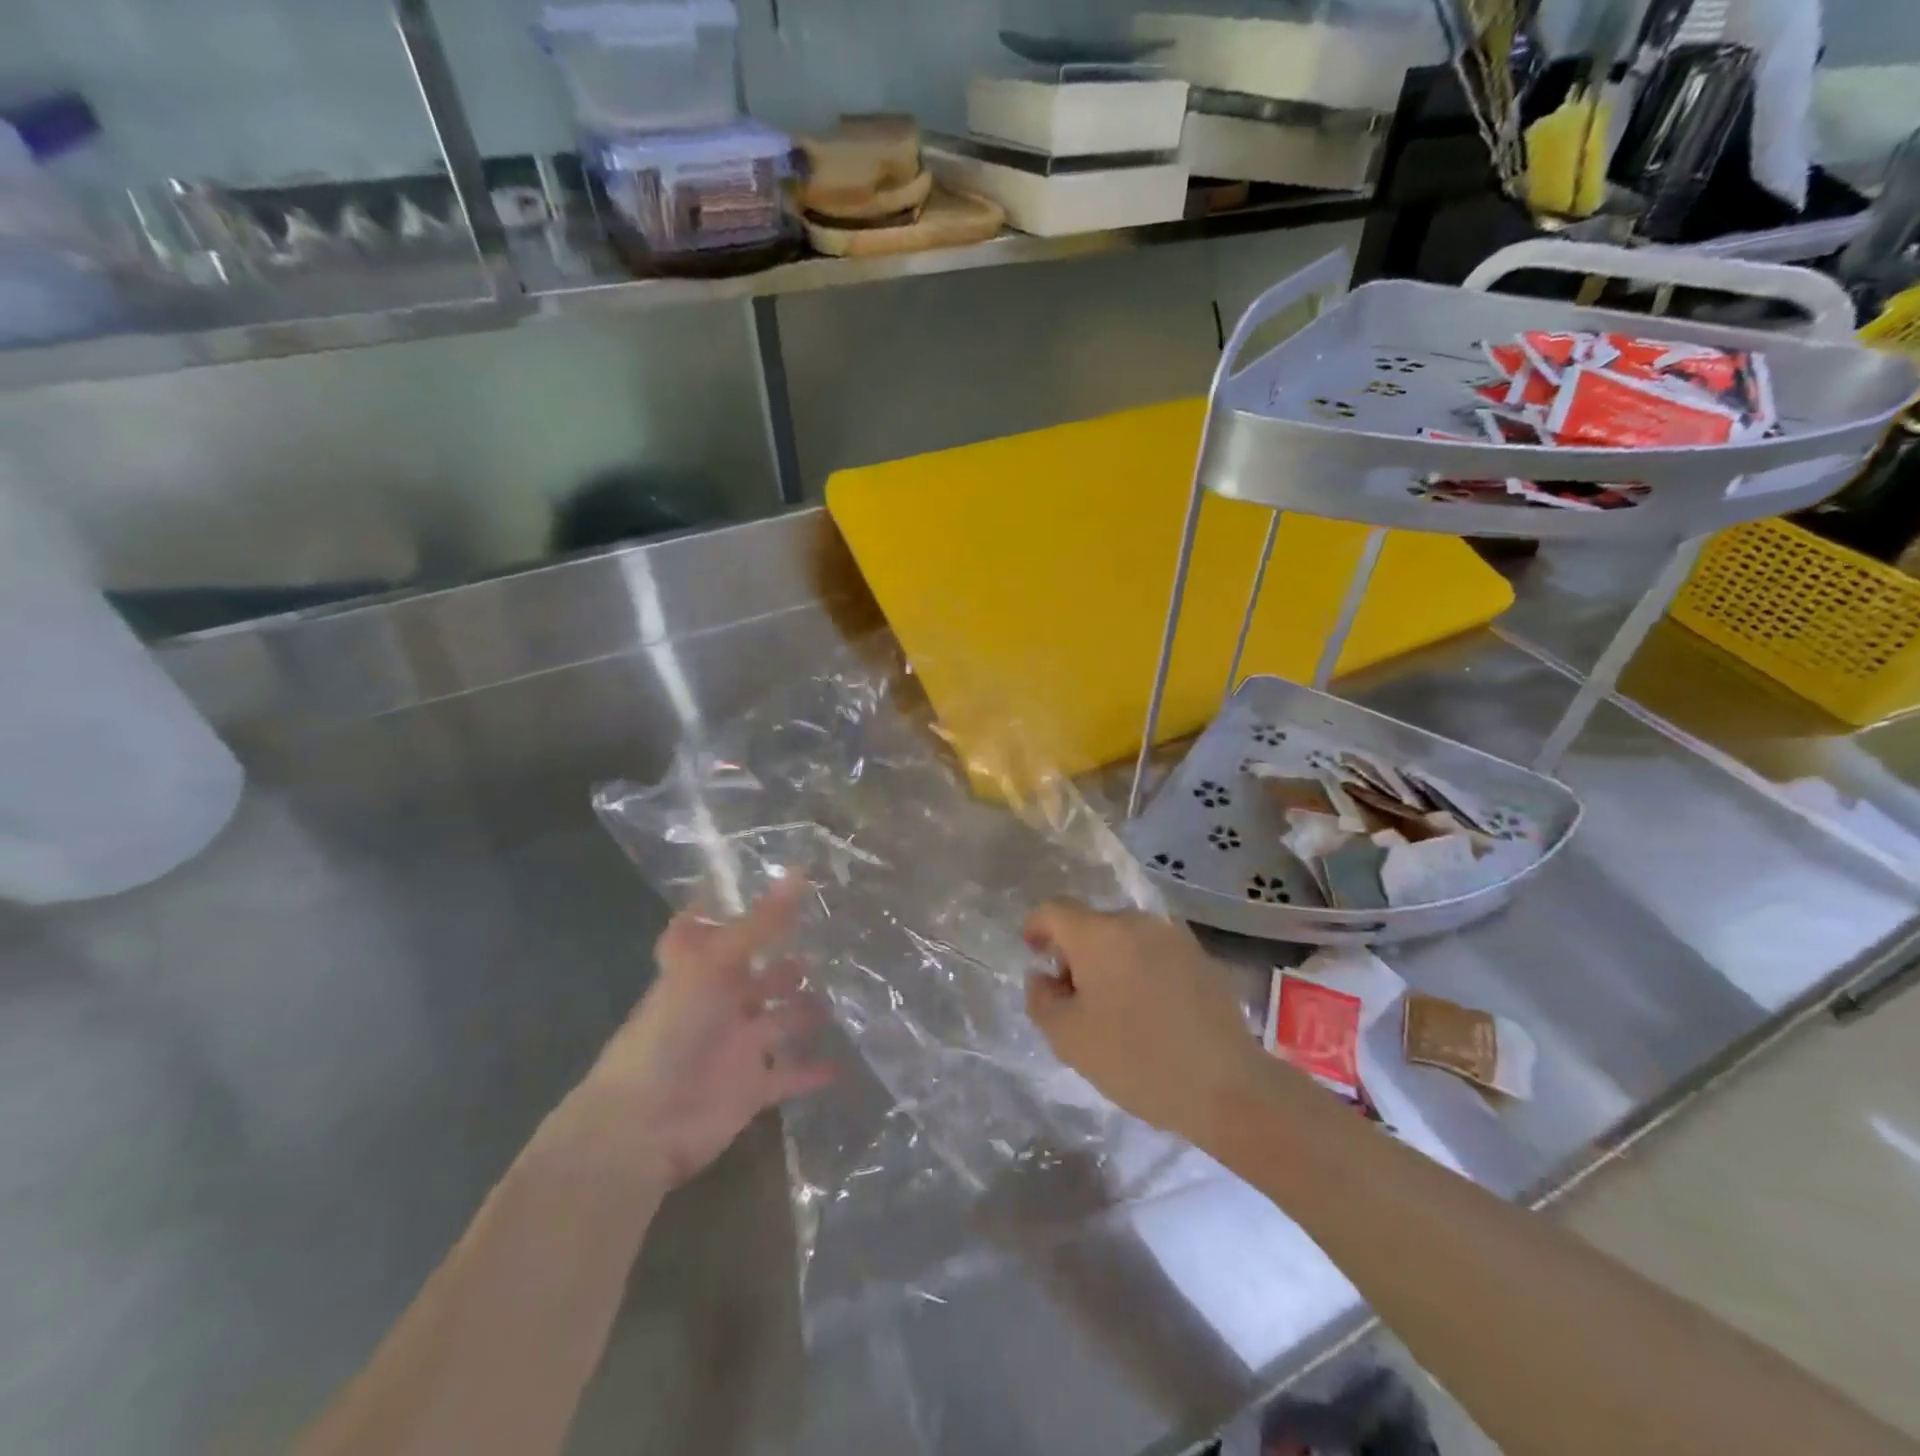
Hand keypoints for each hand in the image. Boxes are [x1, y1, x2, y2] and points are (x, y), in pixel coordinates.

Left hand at [580, 878, 834, 1188]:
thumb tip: (801, 870)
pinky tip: (842, 1062)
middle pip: (756, 977)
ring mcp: (736, 1046)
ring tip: (843, 995)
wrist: (645, 1123)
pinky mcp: (751, 1087)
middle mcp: (718, 1003)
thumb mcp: (716, 964)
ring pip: (778, 1021)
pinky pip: (788, 1075)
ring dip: (805, 1011)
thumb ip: (760, 923)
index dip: (730, 913)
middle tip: (828, 944)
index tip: (769, 895)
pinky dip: (812, 1071)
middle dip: (785, 963)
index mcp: (701, 969)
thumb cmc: (675, 1029)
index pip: (711, 932)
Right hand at [1024, 899, 1280, 1142]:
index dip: (1037, 927)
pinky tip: (1151, 1012)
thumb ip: (1042, 999)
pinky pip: (1155, 953)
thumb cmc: (1136, 1059)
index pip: (1054, 910)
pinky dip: (1141, 970)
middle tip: (1074, 999)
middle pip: (1091, 925)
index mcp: (1099, 933)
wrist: (1227, 1086)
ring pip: (1125, 938)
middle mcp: (1136, 921)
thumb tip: (1043, 977)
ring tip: (1115, 1009)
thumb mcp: (1069, 1038)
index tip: (1035, 955)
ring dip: (1110, 962)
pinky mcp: (1201, 957)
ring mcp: (1174, 936)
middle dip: (1075, 953)